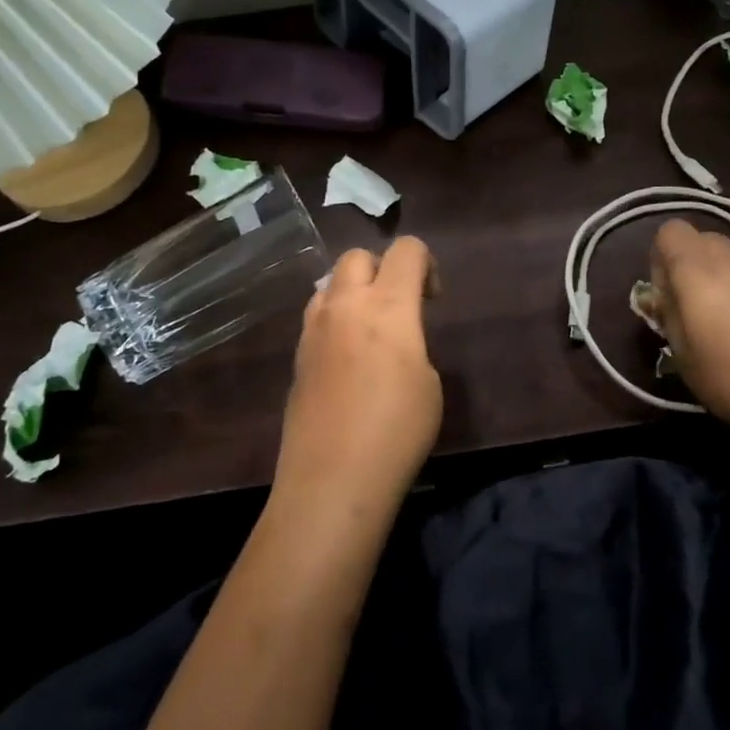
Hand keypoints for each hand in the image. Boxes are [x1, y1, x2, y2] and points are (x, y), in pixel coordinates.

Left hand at [274, 237, 442, 512]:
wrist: (332, 478)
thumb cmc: (397, 431)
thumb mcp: (428, 383)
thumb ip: (412, 343)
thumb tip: (395, 340)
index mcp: (387, 305)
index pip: (406, 250)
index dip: (426, 262)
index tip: (432, 299)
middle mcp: (345, 304)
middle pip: (358, 256)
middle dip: (382, 268)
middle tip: (399, 306)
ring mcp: (313, 328)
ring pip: (330, 283)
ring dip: (353, 291)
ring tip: (369, 331)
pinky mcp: (297, 355)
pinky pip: (317, 316)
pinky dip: (335, 319)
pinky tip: (347, 359)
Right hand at [648, 219, 729, 443]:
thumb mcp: (681, 352)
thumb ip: (667, 315)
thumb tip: (663, 297)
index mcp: (698, 267)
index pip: (670, 231)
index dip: (658, 259)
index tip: (663, 296)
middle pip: (700, 240)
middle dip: (684, 266)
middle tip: (684, 309)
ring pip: (725, 259)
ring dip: (711, 280)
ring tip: (713, 326)